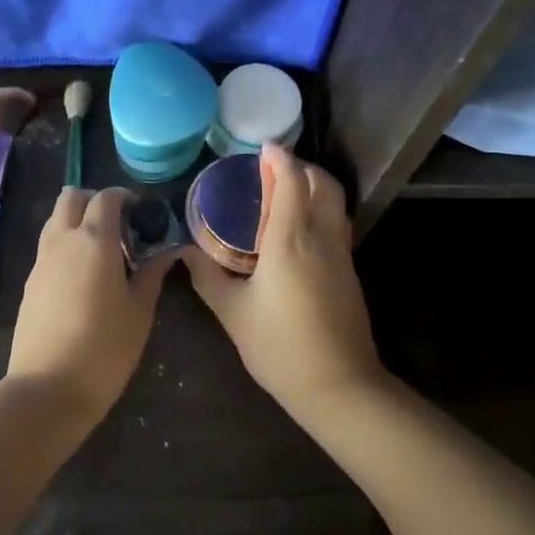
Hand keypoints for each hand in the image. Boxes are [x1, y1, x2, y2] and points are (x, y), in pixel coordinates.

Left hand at [7, 187, 173, 427]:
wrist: (47, 389)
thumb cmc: (105, 348)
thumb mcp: (139, 312)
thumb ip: (152, 274)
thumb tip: (168, 251)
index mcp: (94, 240)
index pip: (106, 198)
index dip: (124, 198)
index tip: (141, 213)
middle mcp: (63, 240)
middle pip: (71, 198)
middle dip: (94, 201)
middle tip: (118, 224)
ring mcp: (41, 261)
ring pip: (55, 220)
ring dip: (76, 221)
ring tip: (102, 251)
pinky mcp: (29, 283)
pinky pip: (48, 247)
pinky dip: (65, 245)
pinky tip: (82, 277)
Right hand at [183, 144, 385, 416]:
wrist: (339, 387)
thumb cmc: (279, 348)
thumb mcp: (233, 313)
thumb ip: (207, 277)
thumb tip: (185, 253)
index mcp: (290, 240)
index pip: (292, 180)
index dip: (279, 158)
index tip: (262, 148)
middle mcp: (321, 237)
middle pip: (324, 183)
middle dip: (302, 167)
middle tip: (274, 170)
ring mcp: (342, 254)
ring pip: (335, 203)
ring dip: (315, 187)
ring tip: (286, 194)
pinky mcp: (350, 272)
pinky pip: (337, 224)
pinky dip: (320, 210)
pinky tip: (298, 231)